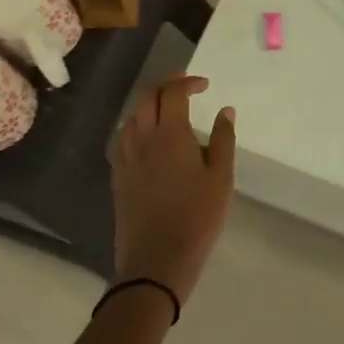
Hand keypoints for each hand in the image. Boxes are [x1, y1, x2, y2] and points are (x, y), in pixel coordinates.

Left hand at [113, 75, 235, 303]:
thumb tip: (225, 110)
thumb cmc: (196, 217)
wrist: (156, 261)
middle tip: (186, 88)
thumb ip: (223, 139)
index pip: (172, 92)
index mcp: (170, 134)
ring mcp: (126, 158)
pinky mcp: (118, 177)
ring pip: (132, 116)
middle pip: (147, 97)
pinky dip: (137, 126)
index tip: (205, 85)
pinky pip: (123, 138)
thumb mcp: (221, 178)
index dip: (188, 82)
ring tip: (168, 111)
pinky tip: (149, 139)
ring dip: (149, 104)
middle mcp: (143, 139)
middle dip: (166, 85)